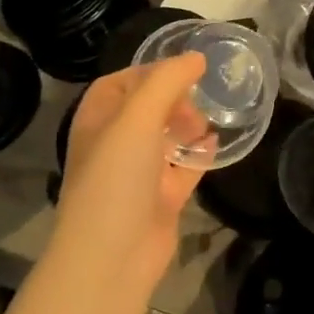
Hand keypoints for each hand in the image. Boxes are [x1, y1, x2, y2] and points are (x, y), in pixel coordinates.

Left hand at [54, 53, 209, 287]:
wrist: (113, 257)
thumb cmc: (116, 177)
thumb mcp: (138, 117)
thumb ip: (168, 80)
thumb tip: (197, 57)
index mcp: (97, 122)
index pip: (120, 83)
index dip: (149, 71)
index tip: (184, 68)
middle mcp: (114, 145)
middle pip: (147, 109)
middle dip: (174, 98)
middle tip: (197, 99)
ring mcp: (138, 174)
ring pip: (166, 138)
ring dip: (188, 125)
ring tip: (207, 121)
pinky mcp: (161, 199)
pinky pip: (184, 168)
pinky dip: (199, 155)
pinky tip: (216, 145)